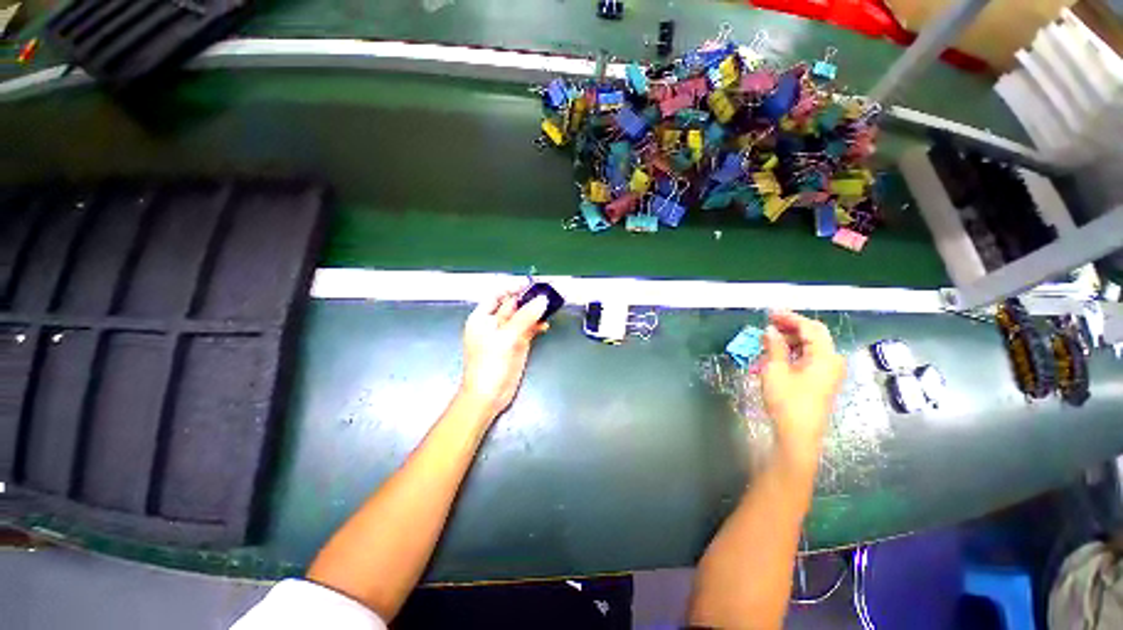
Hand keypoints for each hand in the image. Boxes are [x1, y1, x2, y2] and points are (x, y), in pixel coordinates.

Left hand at [458, 289, 549, 418]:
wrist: (488, 396)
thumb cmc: (489, 365)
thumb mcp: (506, 338)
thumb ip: (524, 317)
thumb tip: (542, 300)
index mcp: (482, 318)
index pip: (497, 295)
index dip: (513, 287)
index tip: (531, 284)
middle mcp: (494, 323)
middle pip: (512, 305)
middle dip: (528, 299)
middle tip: (547, 294)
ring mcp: (507, 334)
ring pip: (522, 316)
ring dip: (535, 311)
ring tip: (551, 307)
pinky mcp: (517, 344)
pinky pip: (528, 329)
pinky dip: (537, 325)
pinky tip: (546, 325)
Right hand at [760, 310, 845, 469]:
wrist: (797, 435)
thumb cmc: (787, 401)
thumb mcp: (775, 370)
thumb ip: (774, 346)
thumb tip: (770, 330)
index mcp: (825, 356)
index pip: (810, 327)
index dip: (790, 317)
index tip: (769, 313)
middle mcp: (832, 362)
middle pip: (813, 336)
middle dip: (789, 328)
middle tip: (767, 325)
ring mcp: (828, 373)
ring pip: (809, 347)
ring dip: (788, 341)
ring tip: (766, 342)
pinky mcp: (821, 382)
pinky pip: (808, 359)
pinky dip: (791, 353)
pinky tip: (774, 356)